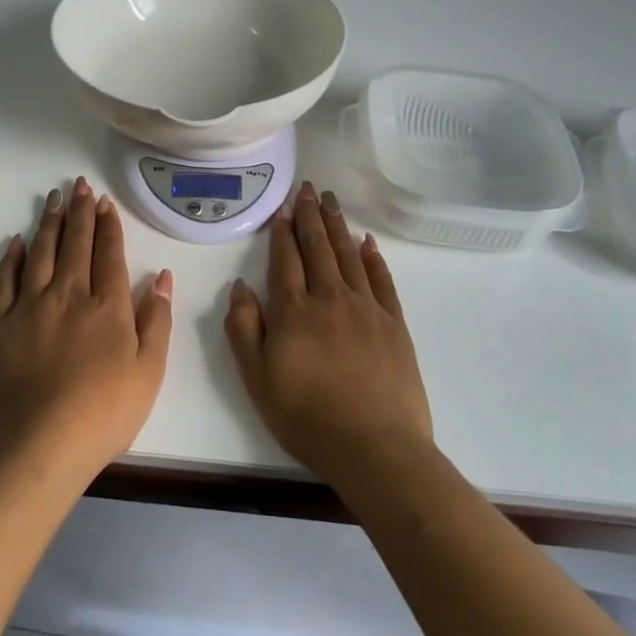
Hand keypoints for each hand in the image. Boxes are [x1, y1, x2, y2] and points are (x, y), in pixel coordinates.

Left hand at [0, 177, 174, 483]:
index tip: (104, 202)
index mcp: (108, 306)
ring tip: (53, 198)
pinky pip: (5, 280)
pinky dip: (12, 257)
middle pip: (75, 243)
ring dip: (49, 222)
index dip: (108, 226)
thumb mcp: (150, 372)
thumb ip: (157, 320)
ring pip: (41, 252)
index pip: (109, 254)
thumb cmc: (104, 414)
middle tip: (79, 185)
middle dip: (80, 211)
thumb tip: (163, 276)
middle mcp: (69, 295)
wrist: (38, 447)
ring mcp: (29, 307)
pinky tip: (17, 241)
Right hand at [224, 181, 431, 486]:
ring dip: (338, 226)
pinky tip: (367, 242)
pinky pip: (381, 280)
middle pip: (318, 248)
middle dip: (311, 216)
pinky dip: (373, 258)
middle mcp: (330, 298)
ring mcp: (366, 308)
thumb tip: (241, 287)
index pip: (286, 260)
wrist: (375, 447)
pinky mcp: (394, 324)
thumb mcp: (257, 379)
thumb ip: (244, 329)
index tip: (283, 207)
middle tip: (309, 188)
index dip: (283, 231)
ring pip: (348, 256)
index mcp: (294, 311)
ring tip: (331, 201)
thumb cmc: (307, 417)